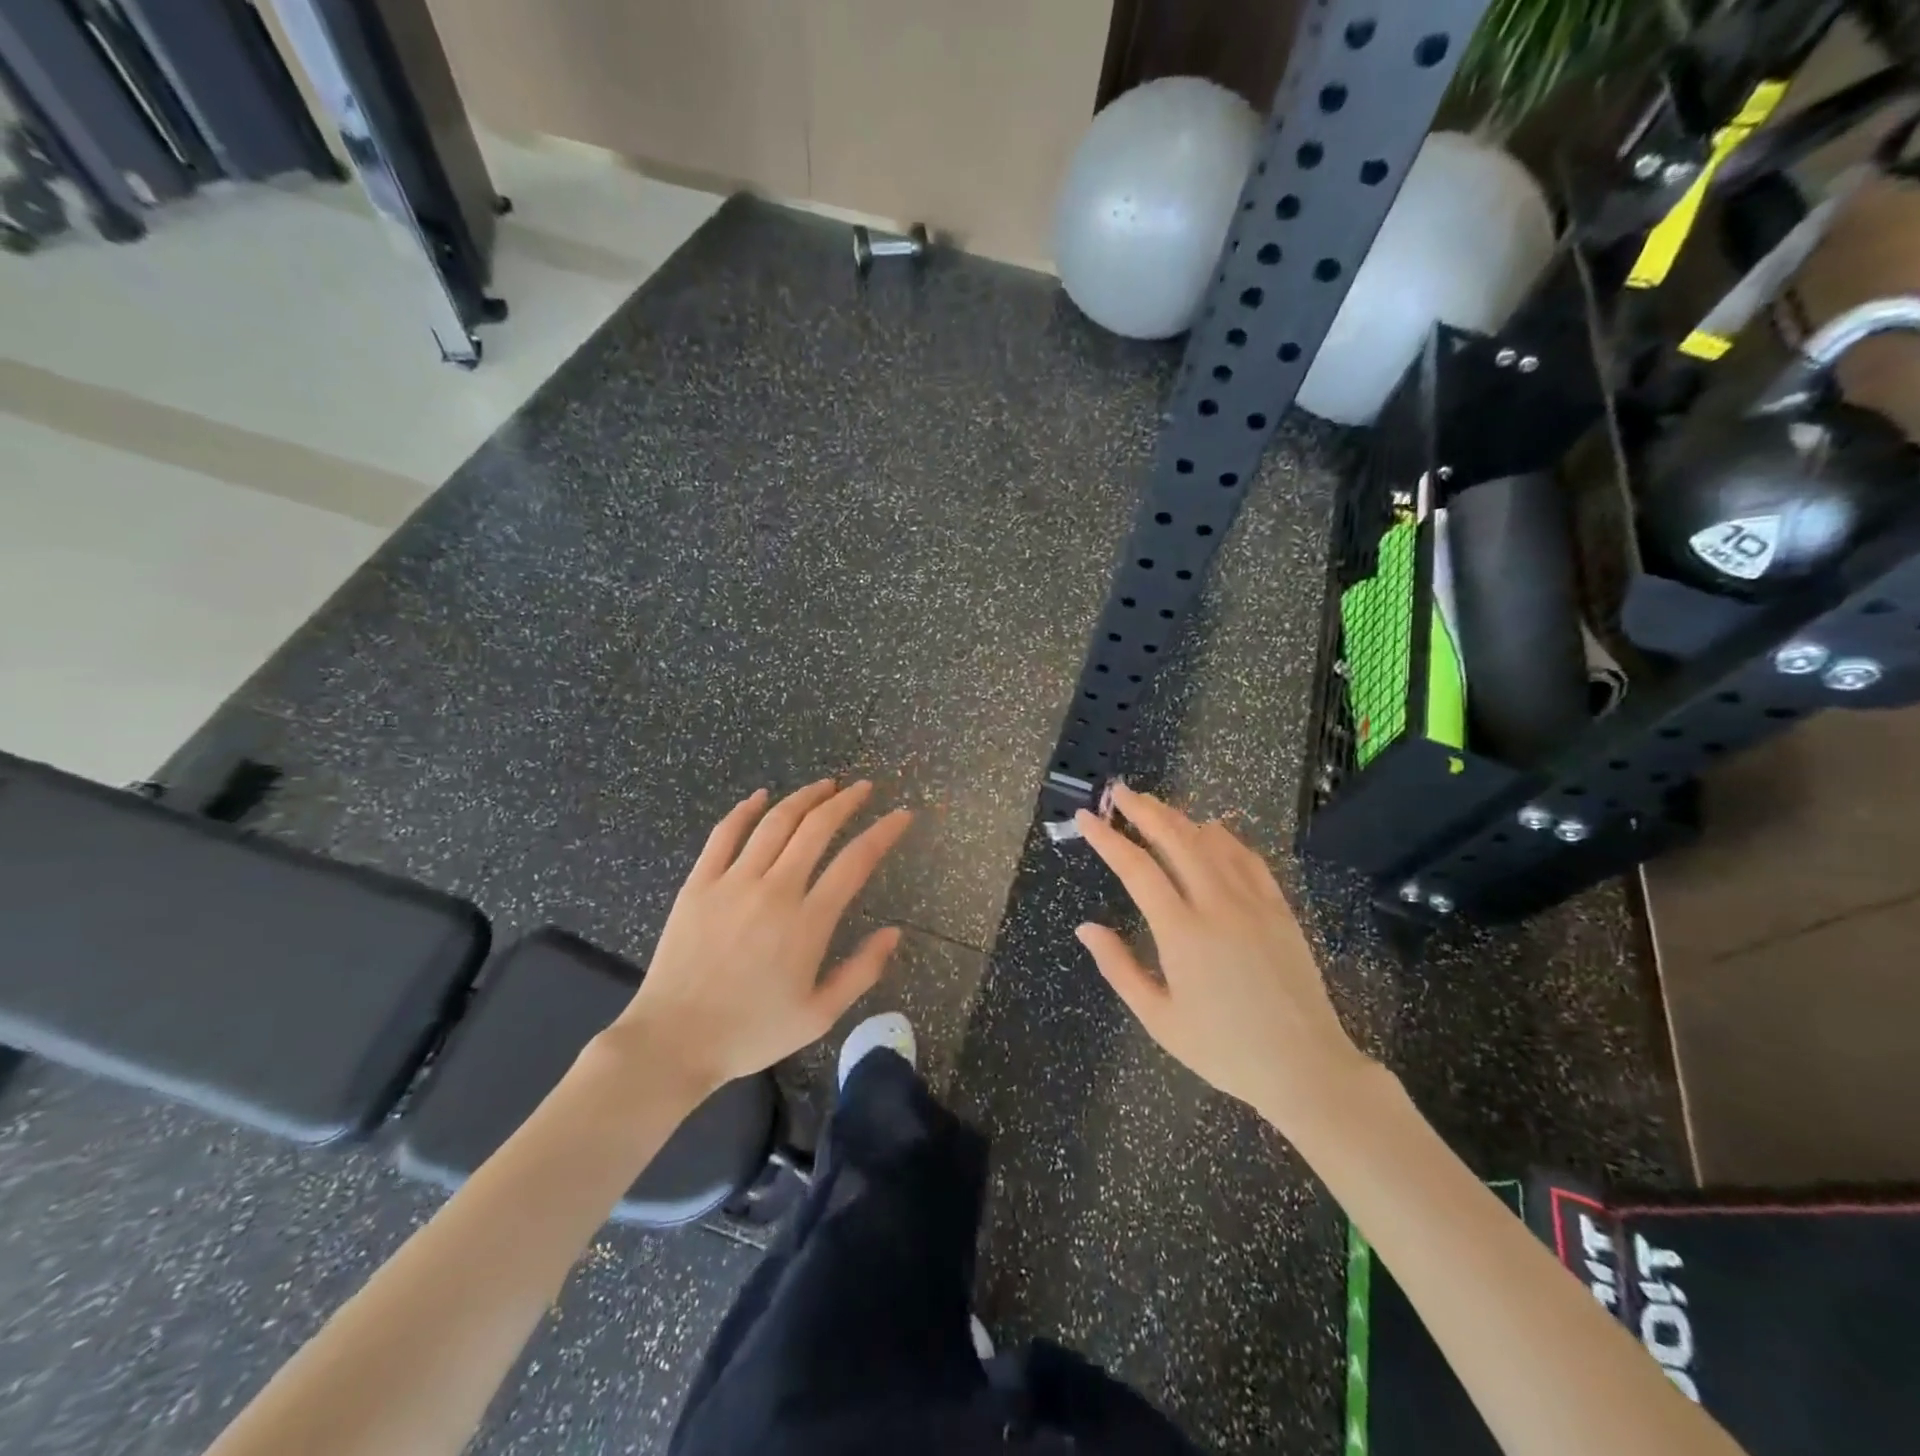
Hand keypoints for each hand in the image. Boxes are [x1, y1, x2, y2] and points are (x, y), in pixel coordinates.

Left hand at [612, 780, 911, 1092]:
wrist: (674, 1041)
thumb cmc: (751, 1032)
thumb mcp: (819, 1016)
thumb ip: (862, 971)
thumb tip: (894, 933)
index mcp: (808, 922)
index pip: (856, 861)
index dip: (883, 832)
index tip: (902, 815)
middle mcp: (775, 890)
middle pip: (817, 828)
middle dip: (846, 802)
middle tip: (864, 788)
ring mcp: (733, 882)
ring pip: (775, 823)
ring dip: (804, 798)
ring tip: (825, 785)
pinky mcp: (699, 883)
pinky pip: (724, 834)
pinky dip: (745, 810)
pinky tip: (760, 796)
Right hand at [1074, 784, 1370, 1126]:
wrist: (1304, 1066)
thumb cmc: (1223, 1049)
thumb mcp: (1159, 1018)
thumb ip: (1119, 967)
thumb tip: (1085, 927)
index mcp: (1181, 932)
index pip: (1136, 869)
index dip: (1108, 838)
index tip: (1086, 817)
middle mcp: (1216, 905)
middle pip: (1175, 839)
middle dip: (1143, 810)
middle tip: (1119, 792)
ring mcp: (1253, 902)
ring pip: (1211, 842)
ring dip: (1179, 817)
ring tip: (1154, 804)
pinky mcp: (1279, 908)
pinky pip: (1248, 858)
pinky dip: (1224, 837)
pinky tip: (1210, 829)